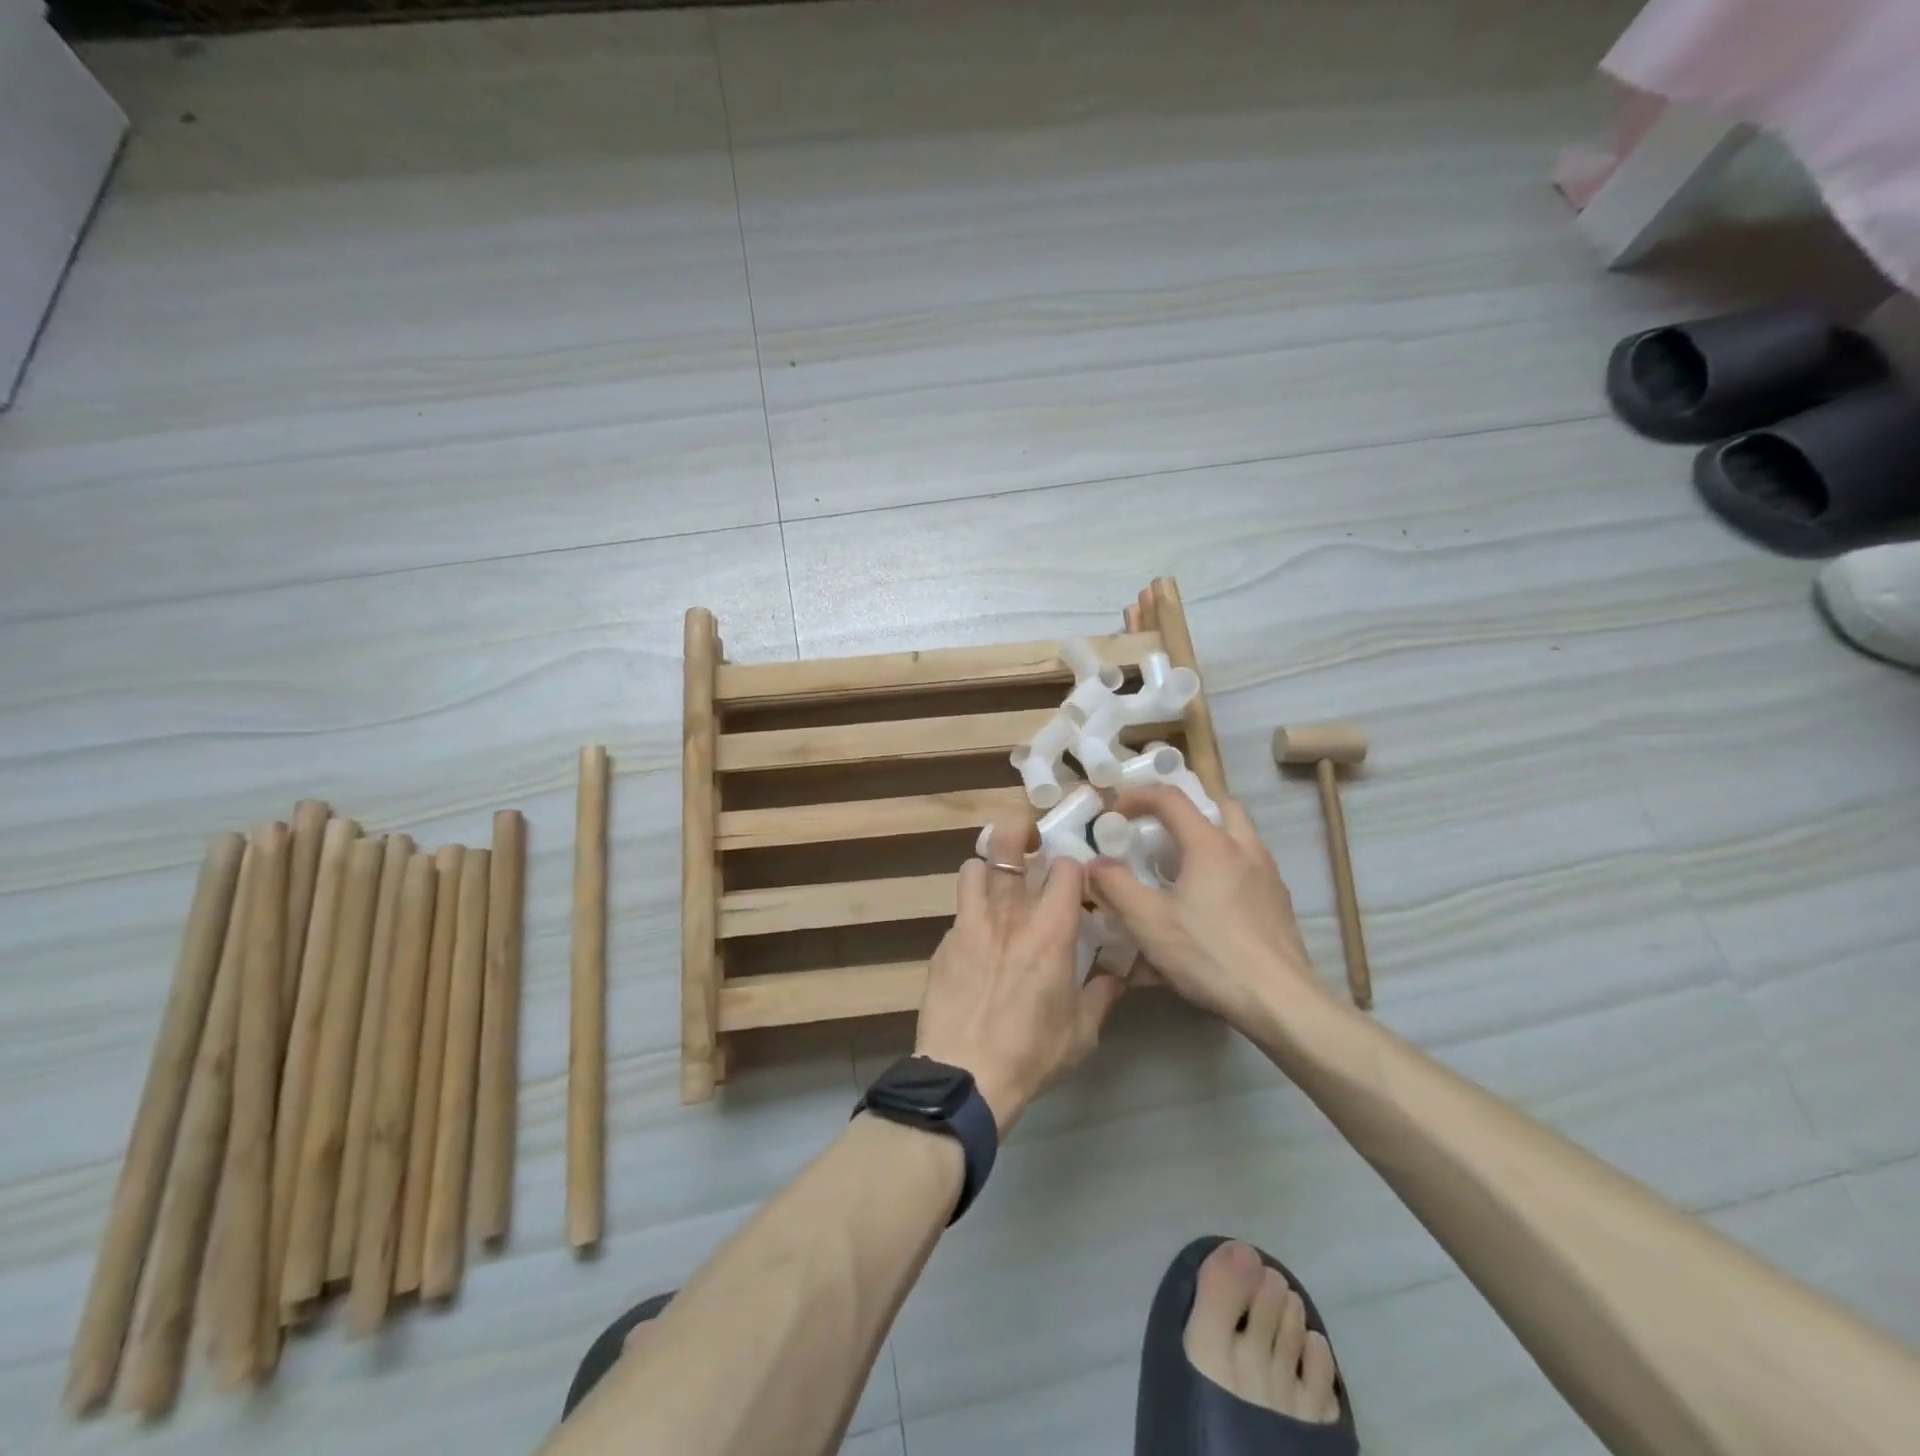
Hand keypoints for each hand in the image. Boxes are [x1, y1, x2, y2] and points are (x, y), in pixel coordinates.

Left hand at [914, 818, 1125, 1134]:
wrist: (965, 1076)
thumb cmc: (1032, 1054)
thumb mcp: (1082, 1032)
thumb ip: (1101, 994)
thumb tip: (1116, 973)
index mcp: (1050, 931)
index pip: (1065, 868)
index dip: (1074, 865)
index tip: (1077, 877)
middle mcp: (1009, 915)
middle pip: (1008, 845)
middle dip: (1019, 830)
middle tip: (1029, 840)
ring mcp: (970, 925)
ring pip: (973, 867)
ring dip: (988, 869)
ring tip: (998, 886)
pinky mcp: (944, 944)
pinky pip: (959, 912)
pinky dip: (972, 915)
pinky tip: (979, 944)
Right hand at [1088, 786, 1324, 1033]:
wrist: (1280, 1001)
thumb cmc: (1209, 954)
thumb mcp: (1148, 922)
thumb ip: (1115, 886)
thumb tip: (1095, 864)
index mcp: (1210, 844)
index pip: (1170, 798)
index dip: (1137, 797)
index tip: (1115, 813)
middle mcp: (1244, 848)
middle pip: (1217, 805)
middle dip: (1185, 809)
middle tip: (1160, 830)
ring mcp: (1268, 874)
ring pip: (1238, 835)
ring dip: (1208, 837)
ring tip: (1181, 868)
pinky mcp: (1279, 901)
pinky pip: (1249, 866)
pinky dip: (1225, 866)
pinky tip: (1210, 903)